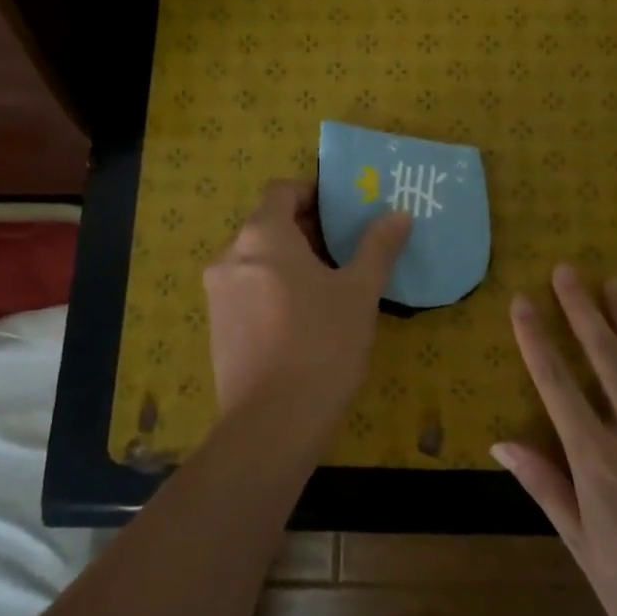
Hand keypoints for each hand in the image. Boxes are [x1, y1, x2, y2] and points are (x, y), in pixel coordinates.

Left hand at [203, 180, 411, 423]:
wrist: (272, 424)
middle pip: (269, 224)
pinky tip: (305, 316)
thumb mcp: (359, 292)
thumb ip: (377, 247)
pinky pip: (248, 289)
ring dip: (291, 260)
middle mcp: (230, 256)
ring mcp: (218, 294)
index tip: (343, 208)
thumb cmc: (321, 343)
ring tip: (332, 282)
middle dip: (307, 229)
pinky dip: (274, 287)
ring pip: (258, 259)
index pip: (282, 191)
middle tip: (347, 246)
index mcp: (261, 236)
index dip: (312, 192)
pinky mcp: (218, 327)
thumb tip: (399, 214)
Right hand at [494, 265, 616, 615]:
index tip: (522, 301)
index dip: (537, 339)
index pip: (558, 385)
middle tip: (568, 269)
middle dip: (582, 309)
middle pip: (606, 356)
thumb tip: (500, 443)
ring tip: (614, 282)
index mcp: (598, 461)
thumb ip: (547, 487)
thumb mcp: (585, 550)